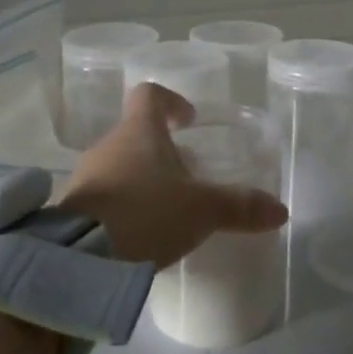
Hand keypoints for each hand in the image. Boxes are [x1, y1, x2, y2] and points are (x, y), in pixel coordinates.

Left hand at [62, 83, 287, 268]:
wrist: (79, 259)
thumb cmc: (146, 213)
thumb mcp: (202, 210)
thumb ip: (240, 206)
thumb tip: (280, 210)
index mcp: (138, 131)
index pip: (149, 94)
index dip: (171, 101)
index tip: (189, 120)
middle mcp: (108, 145)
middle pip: (136, 133)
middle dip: (162, 151)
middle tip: (188, 176)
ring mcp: (85, 176)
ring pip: (119, 165)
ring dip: (142, 179)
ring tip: (167, 209)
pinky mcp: (72, 210)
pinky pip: (104, 196)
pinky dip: (124, 206)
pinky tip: (141, 234)